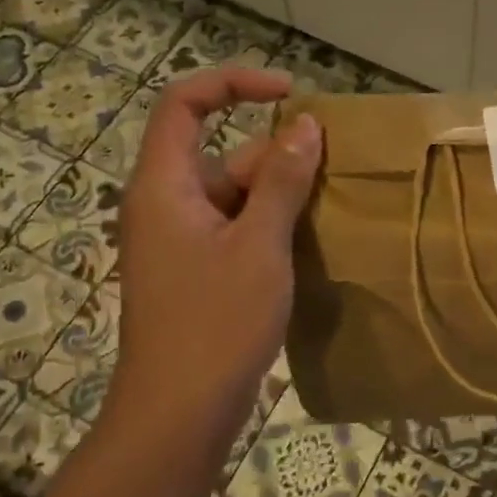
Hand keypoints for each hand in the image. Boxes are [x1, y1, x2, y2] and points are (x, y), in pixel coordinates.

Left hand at [102, 66, 322, 458]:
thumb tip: (306, 125)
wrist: (178, 413)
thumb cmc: (216, 323)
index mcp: (164, 186)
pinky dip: (270, 226)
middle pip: (222, 153)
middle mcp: (165, 204)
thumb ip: (283, 181)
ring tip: (331, 208)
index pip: (184, 104)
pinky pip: (235, 227)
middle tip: (332, 174)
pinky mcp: (196, 271)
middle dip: (277, 155)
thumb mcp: (259, 245)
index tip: (289, 93)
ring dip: (280, 195)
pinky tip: (309, 242)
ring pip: (234, 194)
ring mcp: (180, 241)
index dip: (233, 83)